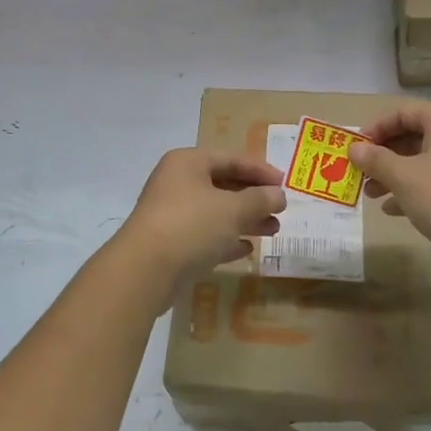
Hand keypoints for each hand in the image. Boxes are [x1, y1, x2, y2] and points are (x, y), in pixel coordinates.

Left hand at [115, 149, 285, 286]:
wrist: (144, 271)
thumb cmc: (191, 225)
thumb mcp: (233, 209)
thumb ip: (259, 199)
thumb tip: (279, 195)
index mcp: (188, 163)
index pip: (231, 159)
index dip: (260, 170)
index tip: (285, 183)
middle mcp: (177, 183)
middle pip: (223, 185)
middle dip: (254, 198)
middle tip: (281, 210)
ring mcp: (172, 214)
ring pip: (216, 212)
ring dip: (245, 220)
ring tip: (273, 230)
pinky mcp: (171, 243)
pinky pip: (205, 235)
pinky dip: (226, 239)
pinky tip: (247, 249)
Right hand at [349, 102, 430, 270]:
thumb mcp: (403, 177)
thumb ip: (376, 160)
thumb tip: (354, 149)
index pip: (402, 112)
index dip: (375, 129)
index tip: (354, 148)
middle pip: (412, 136)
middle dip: (383, 156)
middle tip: (360, 173)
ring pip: (422, 160)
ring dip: (394, 175)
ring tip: (371, 195)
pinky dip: (413, 189)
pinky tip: (393, 209)